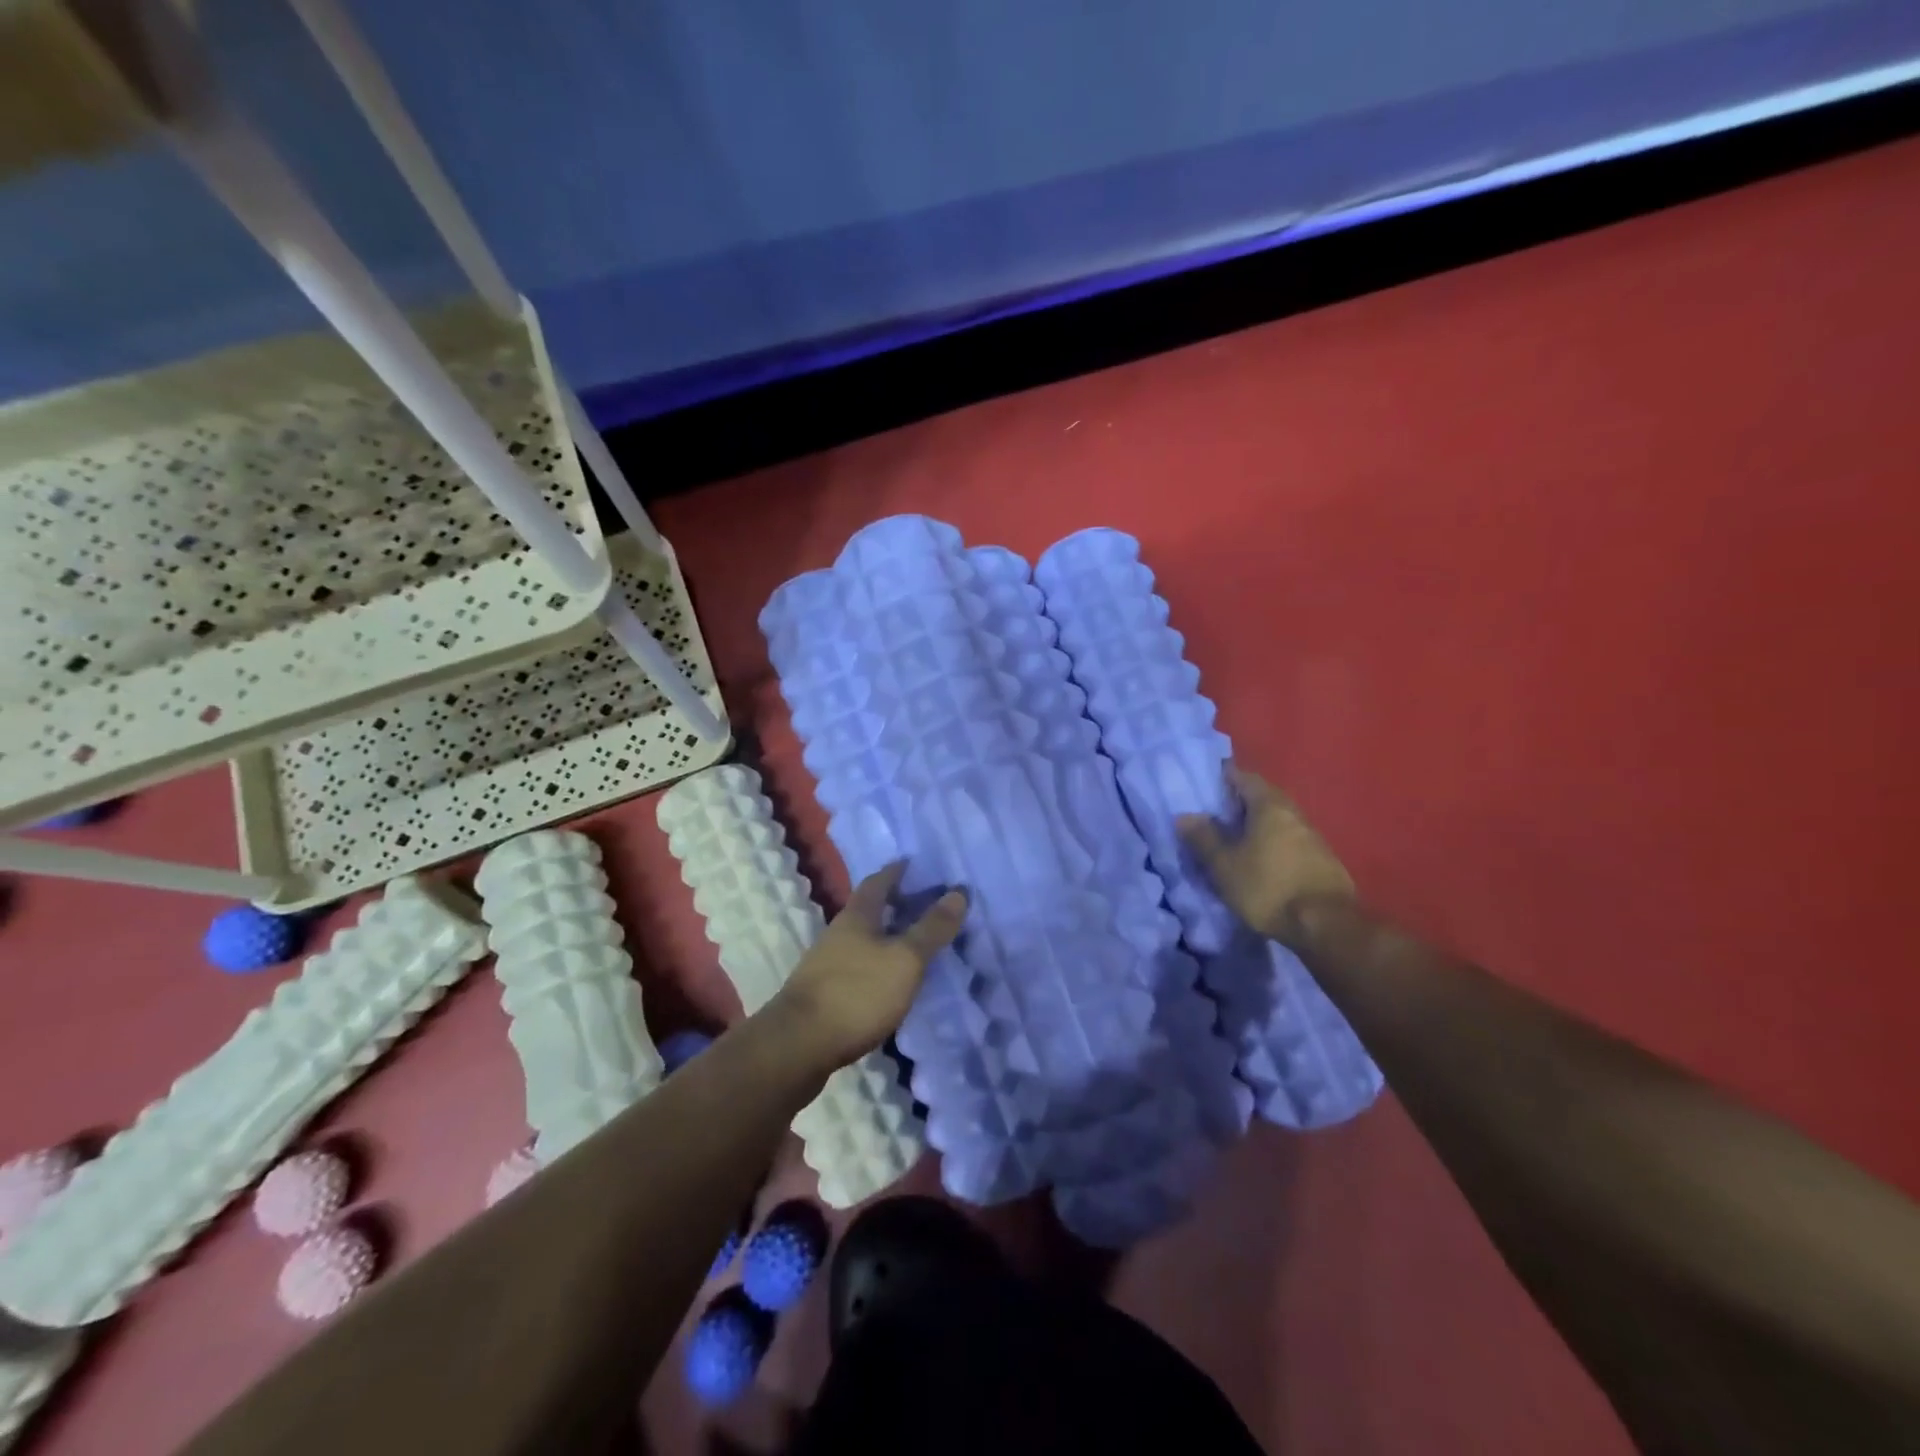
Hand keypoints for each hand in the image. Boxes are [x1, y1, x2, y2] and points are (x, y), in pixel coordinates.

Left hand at [769, 862, 966, 1071]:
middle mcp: (839, 933)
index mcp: (857, 916)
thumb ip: (932, 928)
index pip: (879, 881)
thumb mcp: (905, 959)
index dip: (898, 871)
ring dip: (889, 936)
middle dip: (897, 904)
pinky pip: (860, 967)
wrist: (798, 1047)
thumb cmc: (857, 992)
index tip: (917, 864)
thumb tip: (959, 892)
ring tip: (918, 943)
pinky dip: (880, 965)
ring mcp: (827, 964)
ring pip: (864, 940)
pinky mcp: (825, 994)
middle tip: (929, 904)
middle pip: (870, 910)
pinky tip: (894, 980)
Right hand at [1177, 765, 1355, 943]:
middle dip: (1241, 801)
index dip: (1225, 777)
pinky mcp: (1323, 861)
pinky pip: (1290, 841)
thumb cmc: (1268, 888)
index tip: (1207, 782)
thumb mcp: (1224, 866)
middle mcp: (1294, 814)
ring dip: (1258, 824)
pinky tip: (1262, 859)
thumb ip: (1204, 838)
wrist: (1326, 926)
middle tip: (1217, 812)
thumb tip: (1185, 816)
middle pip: (1265, 797)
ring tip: (1236, 837)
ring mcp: (1313, 837)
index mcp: (1270, 806)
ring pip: (1279, 820)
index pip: (1245, 778)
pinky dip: (1273, 843)